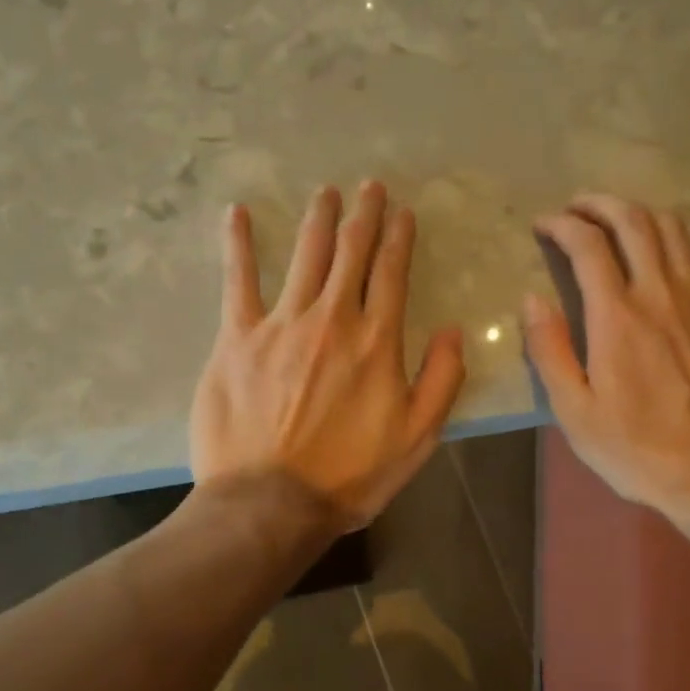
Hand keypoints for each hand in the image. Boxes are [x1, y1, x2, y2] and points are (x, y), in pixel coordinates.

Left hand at [191, 181, 466, 528]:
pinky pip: (237, 281)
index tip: (403, 212)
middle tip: (368, 188)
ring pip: (304, 256)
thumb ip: (442, 380)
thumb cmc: (350, 476)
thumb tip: (453, 329)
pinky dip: (238, 245)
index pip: (392, 274)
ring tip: (326, 193)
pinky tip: (236, 215)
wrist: (272, 502)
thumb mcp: (418, 438)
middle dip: (363, 216)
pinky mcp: (236, 339)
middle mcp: (331, 319)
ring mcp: (280, 324)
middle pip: (350, 253)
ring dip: (318, 220)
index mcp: (377, 342)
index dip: (400, 238)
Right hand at [524, 194, 689, 515]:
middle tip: (577, 207)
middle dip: (599, 204)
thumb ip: (549, 350)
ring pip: (674, 229)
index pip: (586, 246)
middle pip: (632, 221)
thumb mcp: (574, 410)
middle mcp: (661, 292)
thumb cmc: (635, 448)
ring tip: (620, 219)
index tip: (543, 225)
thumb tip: (531, 298)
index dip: (561, 225)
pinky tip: (680, 243)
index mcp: (616, 316)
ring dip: (641, 213)